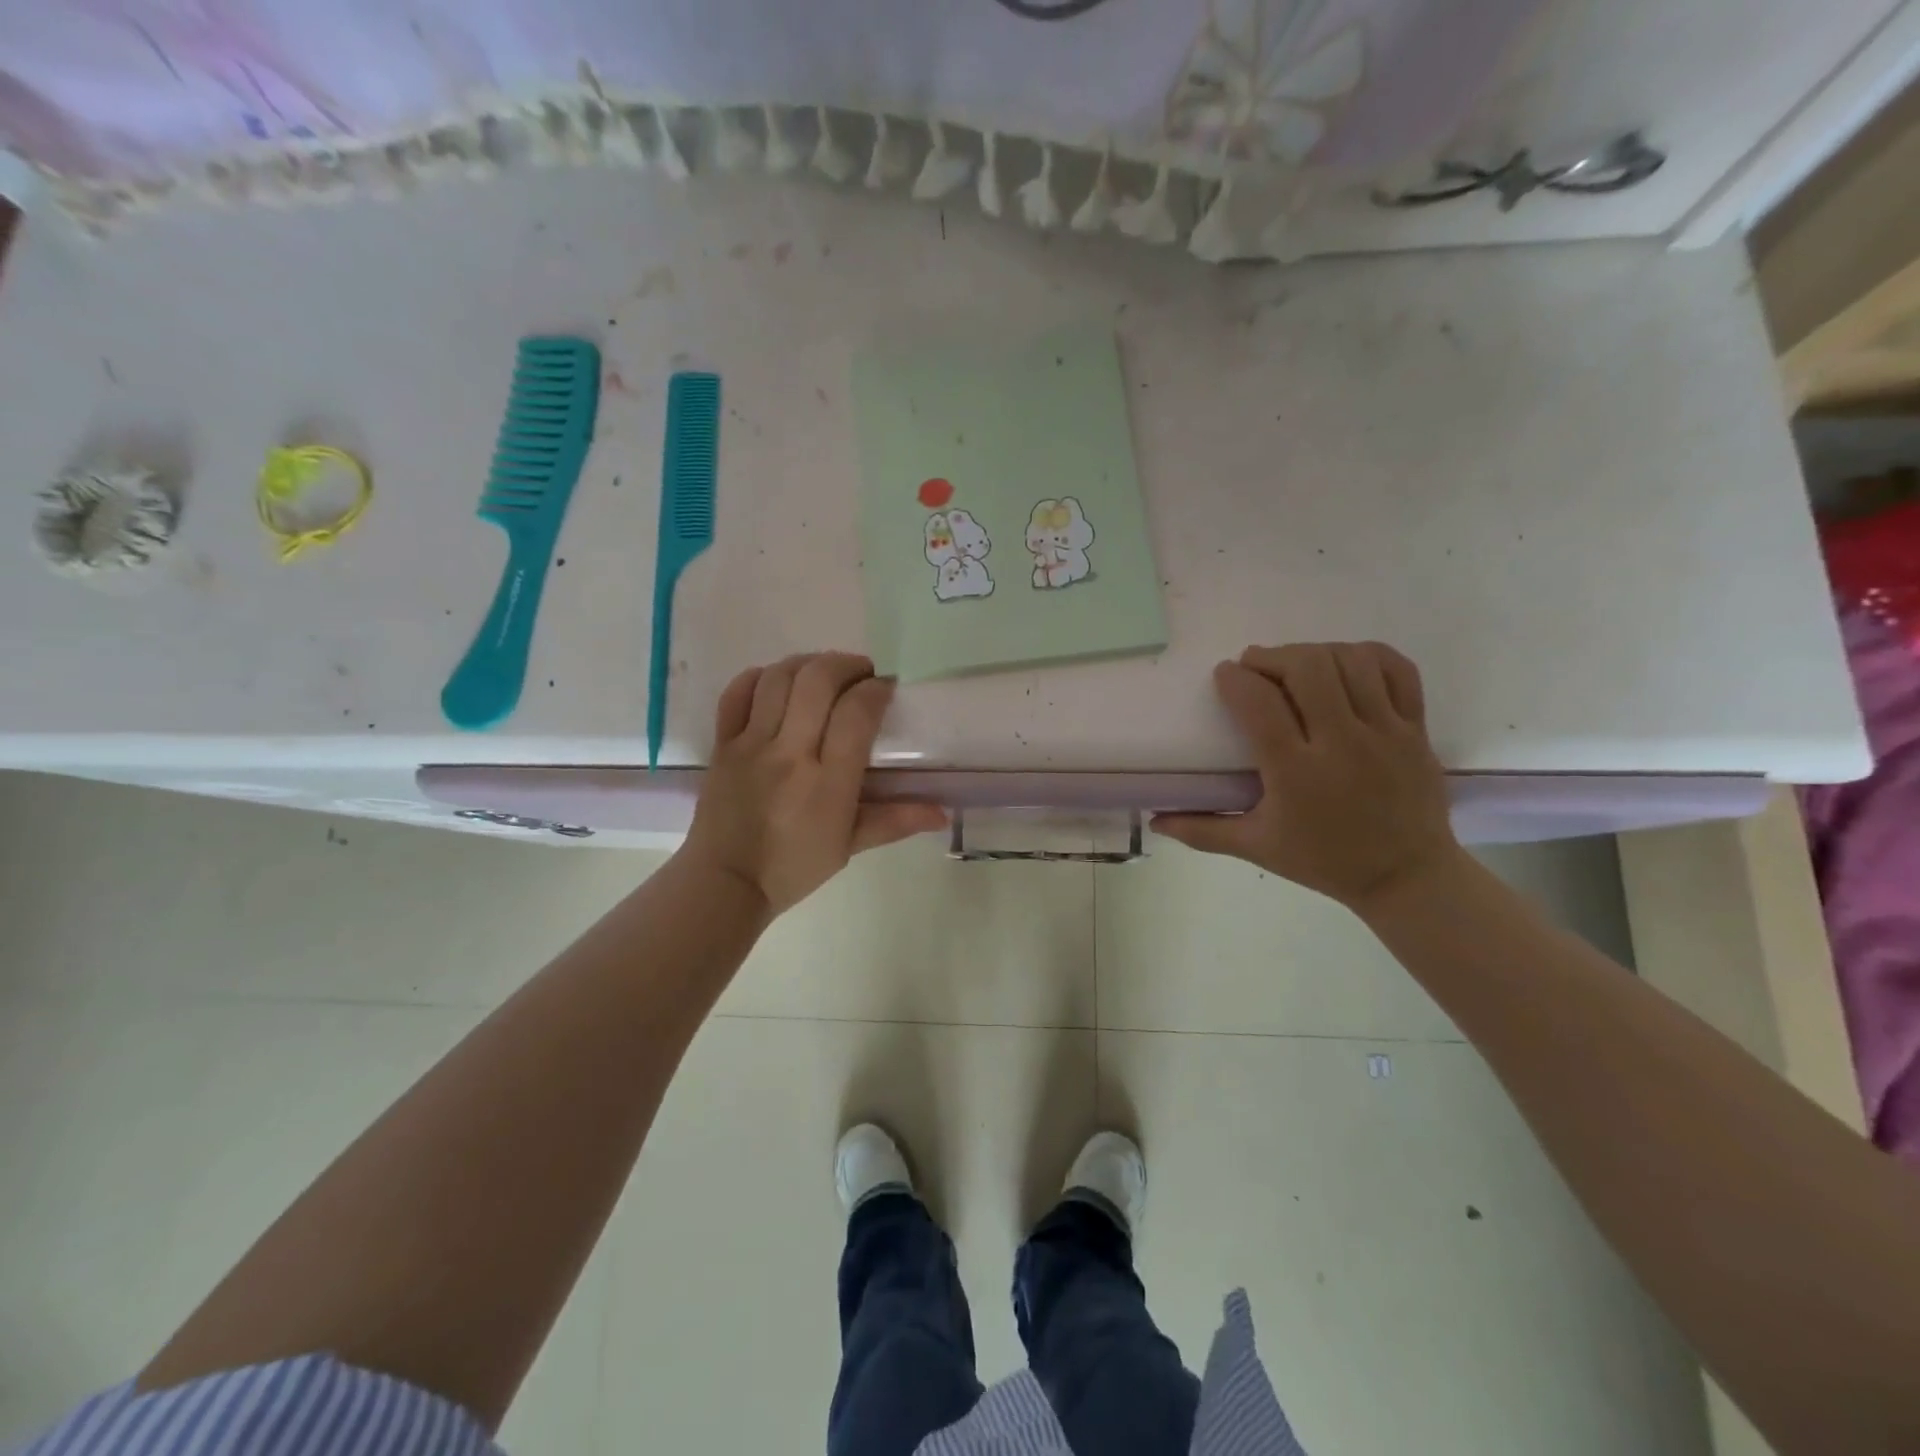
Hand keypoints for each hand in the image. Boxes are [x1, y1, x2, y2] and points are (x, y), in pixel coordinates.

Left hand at [680, 652, 947, 916]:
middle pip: (817, 681)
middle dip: (846, 665)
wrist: (725, 883)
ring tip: (823, 673)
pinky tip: (778, 683)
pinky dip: (759, 677)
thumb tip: (943, 813)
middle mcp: (789, 754)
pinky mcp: (722, 745)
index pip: (856, 713)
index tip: (886, 688)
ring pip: (779, 678)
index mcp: (828, 783)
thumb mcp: (850, 846)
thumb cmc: (794, 867)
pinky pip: (736, 694)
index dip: (876, 689)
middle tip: (860, 674)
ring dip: (807, 663)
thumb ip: (896, 821)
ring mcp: (751, 746)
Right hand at [1152, 643, 1460, 912]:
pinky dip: (1367, 655)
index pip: (1259, 703)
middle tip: (1256, 665)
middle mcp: (1342, 743)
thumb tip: (1154, 820)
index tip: (1225, 675)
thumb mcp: (1256, 847)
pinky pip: (1397, 670)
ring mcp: (1385, 732)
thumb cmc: (1324, 861)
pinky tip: (1345, 663)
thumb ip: (1202, 831)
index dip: (1236, 679)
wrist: (1406, 877)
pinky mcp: (1416, 729)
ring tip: (1297, 664)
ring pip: (1350, 661)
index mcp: (1296, 772)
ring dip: (1315, 652)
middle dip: (1273, 656)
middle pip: (1308, 668)